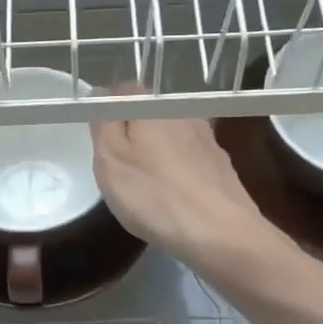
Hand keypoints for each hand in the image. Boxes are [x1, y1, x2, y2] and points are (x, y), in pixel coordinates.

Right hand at [90, 103, 277, 276]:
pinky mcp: (222, 166)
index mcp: (153, 107)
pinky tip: (174, 198)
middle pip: (150, 114)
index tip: (100, 140)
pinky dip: (179, 173)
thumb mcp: (110, 158)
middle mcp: (184, 113)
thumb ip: (104, 122)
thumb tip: (102, 95)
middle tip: (120, 169)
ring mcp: (208, 139)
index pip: (124, 90)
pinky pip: (190, 160)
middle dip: (134, 134)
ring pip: (172, 138)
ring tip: (148, 187)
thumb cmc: (155, 194)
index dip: (108, 110)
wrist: (220, 233)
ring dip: (158, 154)